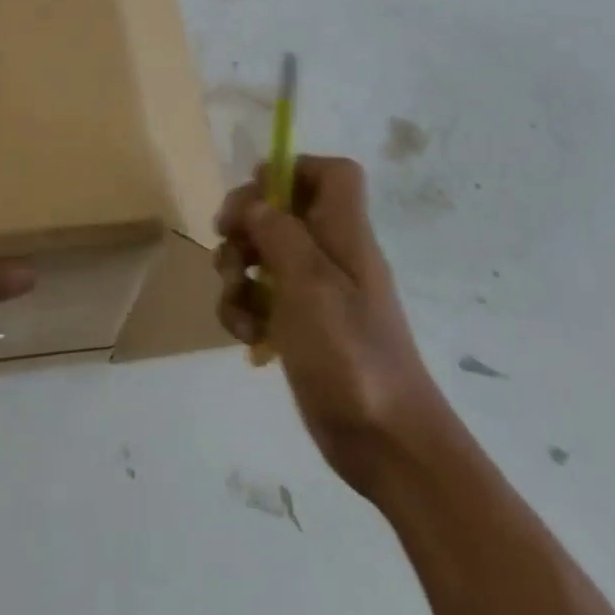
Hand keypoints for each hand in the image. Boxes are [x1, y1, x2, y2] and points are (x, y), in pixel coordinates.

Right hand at [216, 156, 447, 495]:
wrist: (387, 445)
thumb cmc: (351, 353)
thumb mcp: (310, 283)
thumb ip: (279, 233)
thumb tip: (255, 205)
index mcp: (344, 233)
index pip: (333, 173)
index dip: (296, 169)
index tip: (259, 192)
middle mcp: (330, 254)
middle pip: (283, 209)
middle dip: (246, 221)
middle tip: (226, 239)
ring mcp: (315, 292)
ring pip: (263, 254)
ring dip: (236, 269)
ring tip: (235, 298)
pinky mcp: (300, 325)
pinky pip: (260, 298)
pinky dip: (244, 309)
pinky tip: (245, 335)